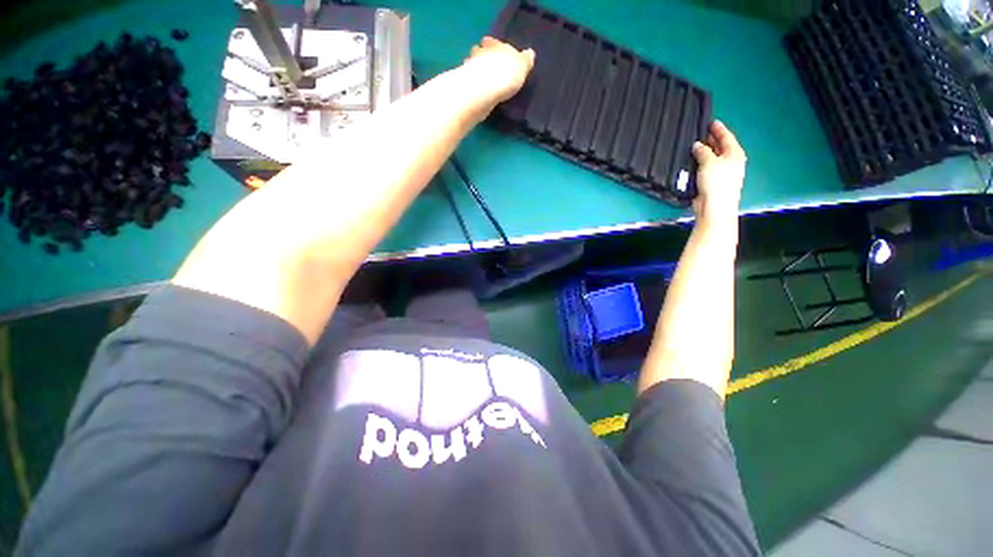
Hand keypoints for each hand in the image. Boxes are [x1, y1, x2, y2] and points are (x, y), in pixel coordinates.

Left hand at [460, 37, 534, 109]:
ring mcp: (469, 68)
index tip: (494, 51)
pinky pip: (469, 82)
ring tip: (482, 81)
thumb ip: (525, 61)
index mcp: (495, 45)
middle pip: (479, 51)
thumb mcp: (522, 66)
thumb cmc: (506, 74)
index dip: (493, 46)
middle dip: (482, 56)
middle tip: (487, 66)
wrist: (484, 90)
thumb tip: (529, 53)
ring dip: (475, 70)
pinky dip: (472, 85)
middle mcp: (480, 53)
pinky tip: (477, 92)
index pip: (492, 42)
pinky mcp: (464, 85)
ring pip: (472, 65)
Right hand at [691, 121, 745, 222]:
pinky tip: (692, 162)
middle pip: (720, 147)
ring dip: (704, 152)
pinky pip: (706, 168)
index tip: (711, 122)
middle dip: (711, 140)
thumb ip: (703, 151)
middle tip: (700, 133)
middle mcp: (730, 161)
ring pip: (712, 158)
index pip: (726, 137)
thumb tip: (697, 145)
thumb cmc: (716, 182)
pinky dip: (700, 163)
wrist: (715, 206)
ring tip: (693, 146)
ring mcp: (722, 172)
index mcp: (734, 154)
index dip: (718, 129)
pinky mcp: (712, 182)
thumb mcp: (709, 162)